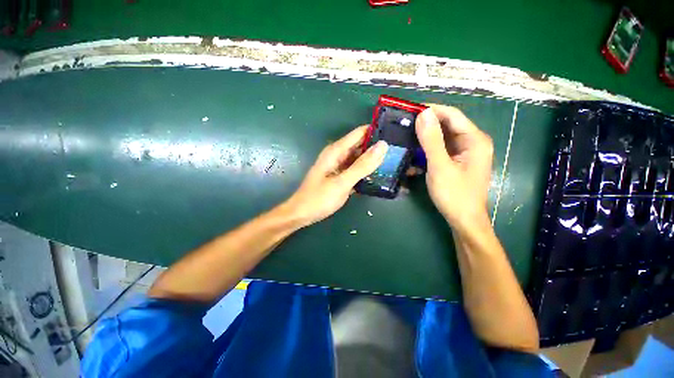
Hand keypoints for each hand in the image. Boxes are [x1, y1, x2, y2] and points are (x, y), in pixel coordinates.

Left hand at [284, 126, 387, 227]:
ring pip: (360, 158)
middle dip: (378, 147)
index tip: (396, 133)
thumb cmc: (319, 198)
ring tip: (395, 161)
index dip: (377, 131)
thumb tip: (382, 145)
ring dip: (374, 160)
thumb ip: (362, 165)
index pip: (360, 133)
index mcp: (336, 151)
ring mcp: (340, 166)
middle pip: (361, 145)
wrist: (301, 214)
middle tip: (400, 151)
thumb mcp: (342, 182)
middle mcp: (338, 155)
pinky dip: (366, 171)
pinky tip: (380, 175)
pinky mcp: (341, 177)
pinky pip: (356, 170)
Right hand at [415, 105, 492, 228]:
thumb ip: (431, 140)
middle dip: (426, 124)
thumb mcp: (440, 166)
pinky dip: (428, 150)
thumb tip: (423, 114)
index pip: (452, 115)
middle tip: (404, 125)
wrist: (463, 220)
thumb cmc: (454, 194)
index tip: (409, 110)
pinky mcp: (457, 161)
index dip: (431, 110)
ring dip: (425, 138)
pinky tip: (414, 154)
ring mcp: (465, 152)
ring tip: (405, 137)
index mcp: (475, 139)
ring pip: (442, 137)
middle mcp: (472, 142)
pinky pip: (441, 149)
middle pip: (447, 125)